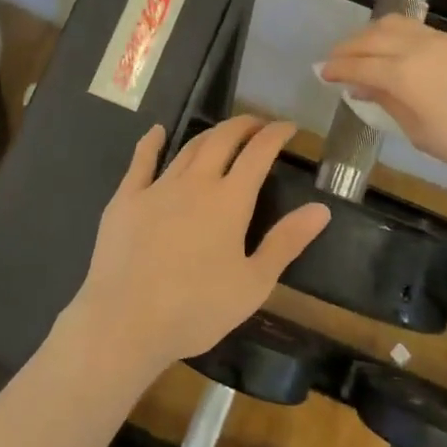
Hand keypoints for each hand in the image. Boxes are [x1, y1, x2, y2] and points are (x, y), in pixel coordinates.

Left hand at [64, 116, 330, 372]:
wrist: (125, 322)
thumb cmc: (196, 309)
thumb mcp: (253, 283)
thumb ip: (286, 242)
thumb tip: (321, 209)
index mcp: (230, 200)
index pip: (259, 153)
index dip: (276, 135)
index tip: (288, 127)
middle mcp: (195, 183)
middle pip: (222, 140)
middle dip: (244, 125)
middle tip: (258, 124)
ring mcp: (157, 188)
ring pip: (188, 148)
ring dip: (209, 134)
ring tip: (223, 132)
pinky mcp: (126, 199)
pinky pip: (140, 162)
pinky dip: (151, 142)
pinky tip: (156, 132)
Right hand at [318, 16, 446, 197]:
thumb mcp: (418, 131)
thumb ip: (387, 103)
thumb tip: (361, 88)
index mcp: (403, 74)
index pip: (358, 65)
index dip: (336, 68)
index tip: (320, 73)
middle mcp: (418, 48)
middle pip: (372, 37)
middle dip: (348, 47)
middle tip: (334, 61)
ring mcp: (441, 41)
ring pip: (395, 25)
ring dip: (371, 35)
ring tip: (361, 51)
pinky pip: (418, 30)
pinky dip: (396, 35)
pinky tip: (394, 51)